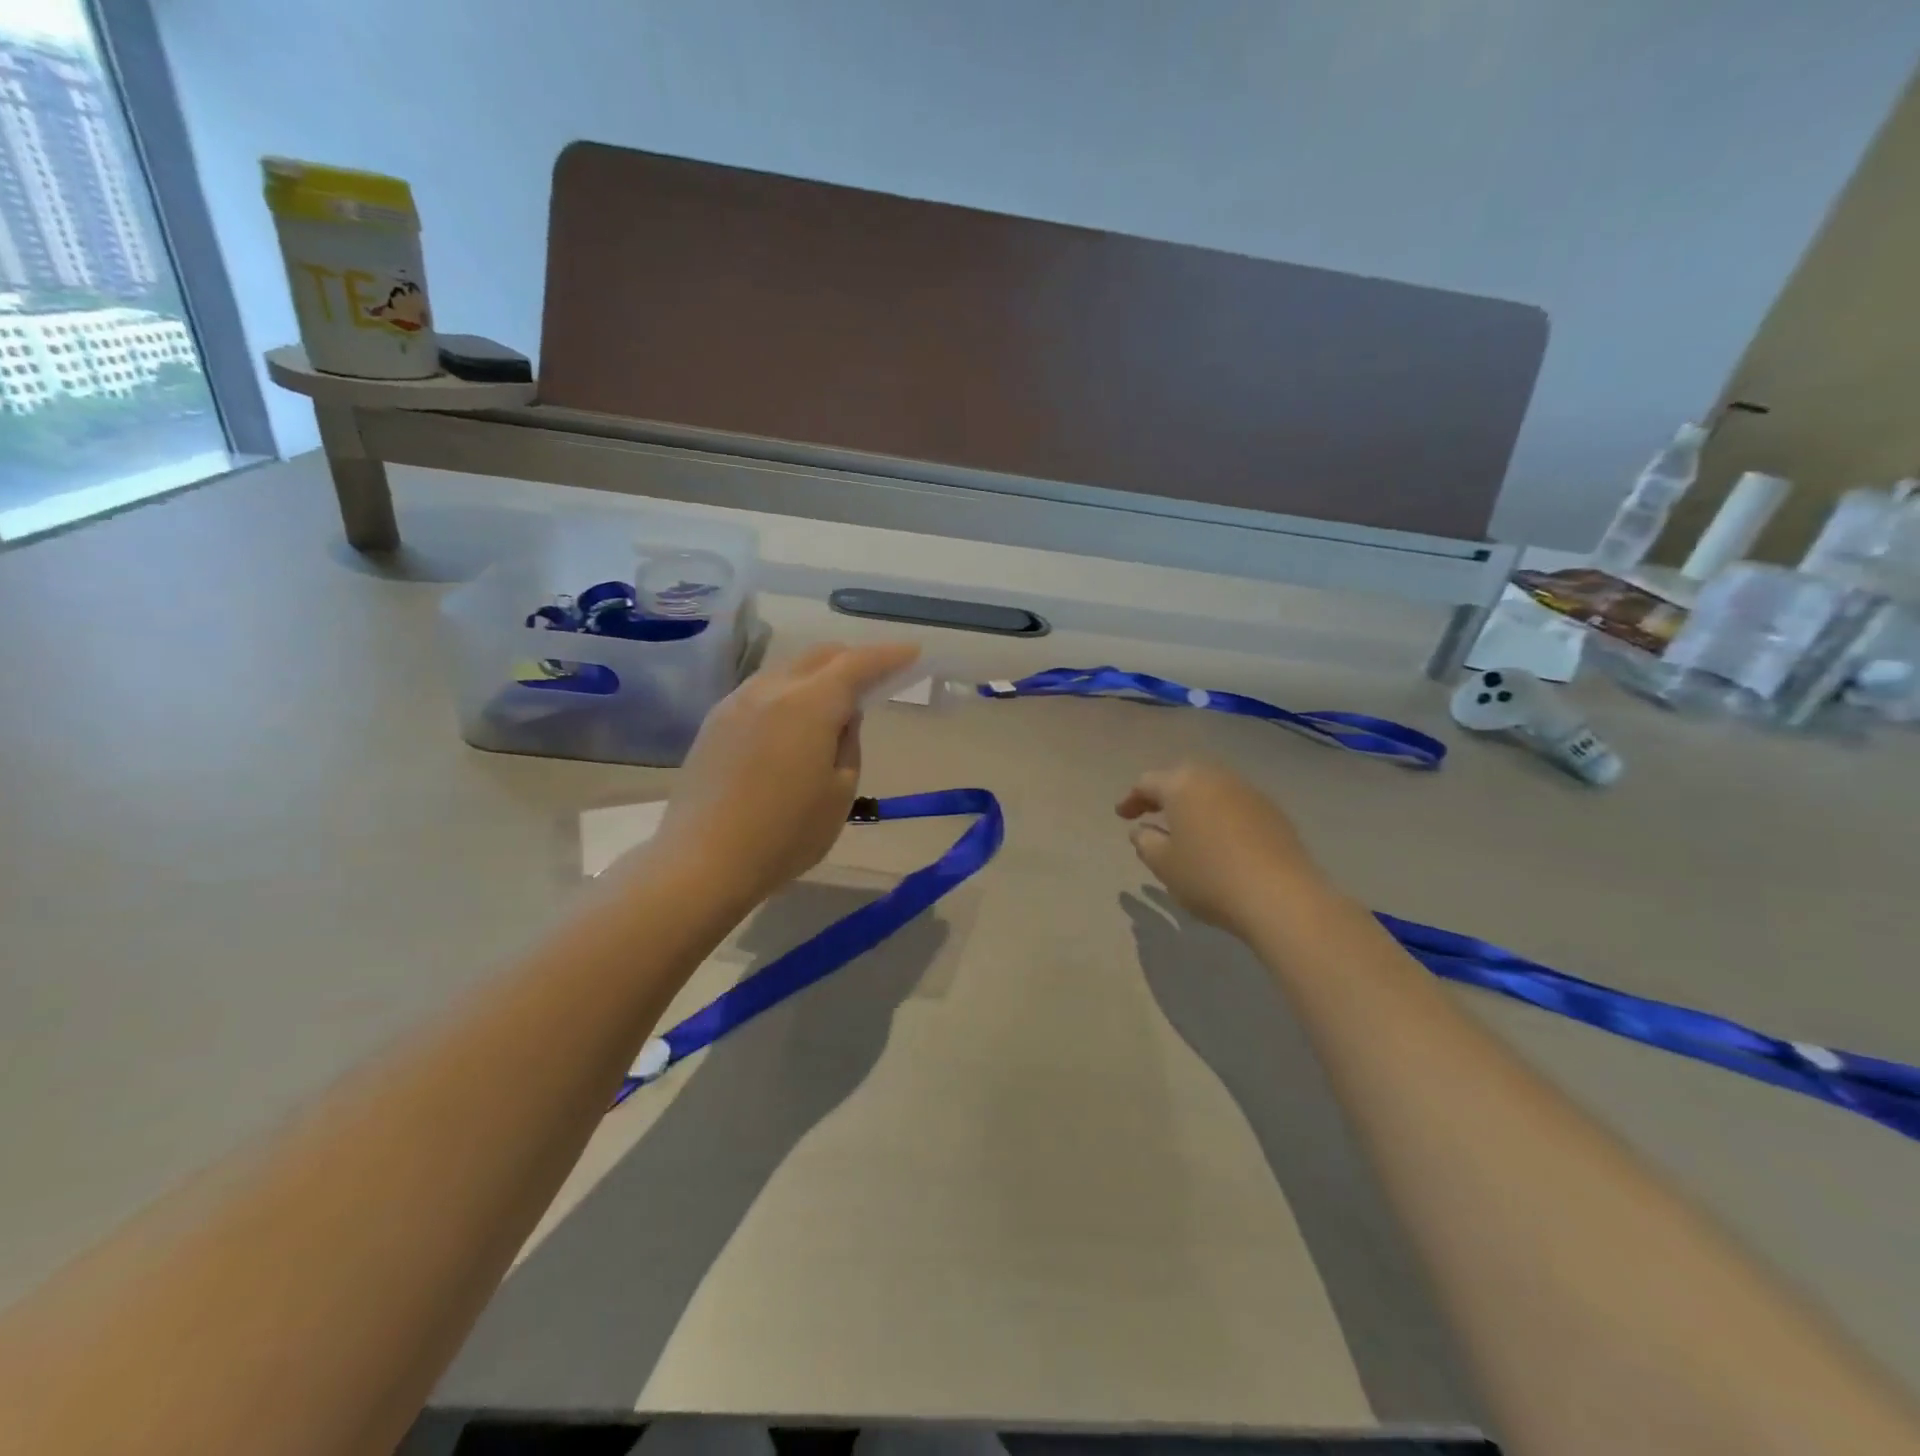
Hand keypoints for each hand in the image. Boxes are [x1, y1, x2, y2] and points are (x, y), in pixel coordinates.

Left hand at [648, 641, 919, 908]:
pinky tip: (794, 719)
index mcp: (808, 704)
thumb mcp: (840, 793)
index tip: (913, 652)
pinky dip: (790, 691)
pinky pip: (763, 690)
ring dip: (818, 674)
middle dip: (852, 658)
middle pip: (818, 657)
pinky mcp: (715, 722)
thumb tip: (842, 716)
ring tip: (836, 698)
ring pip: (787, 670)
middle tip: (877, 675)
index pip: (857, 664)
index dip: (889, 655)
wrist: (702, 861)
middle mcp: (770, 690)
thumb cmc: (785, 834)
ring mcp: (736, 703)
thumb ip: (848, 743)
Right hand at [1116, 761, 1326, 935]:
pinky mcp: (1273, 812)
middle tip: (1152, 813)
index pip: (1148, 783)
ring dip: (1194, 802)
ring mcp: (1249, 792)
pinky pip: (1235, 804)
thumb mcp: (1163, 864)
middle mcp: (1215, 778)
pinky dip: (1220, 814)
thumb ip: (1145, 842)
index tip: (1122, 817)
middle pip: (1183, 777)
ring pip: (1212, 788)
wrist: (1281, 897)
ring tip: (1186, 826)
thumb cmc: (1209, 877)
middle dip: (1165, 793)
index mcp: (1182, 785)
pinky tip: (1219, 838)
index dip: (1131, 799)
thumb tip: (1142, 830)